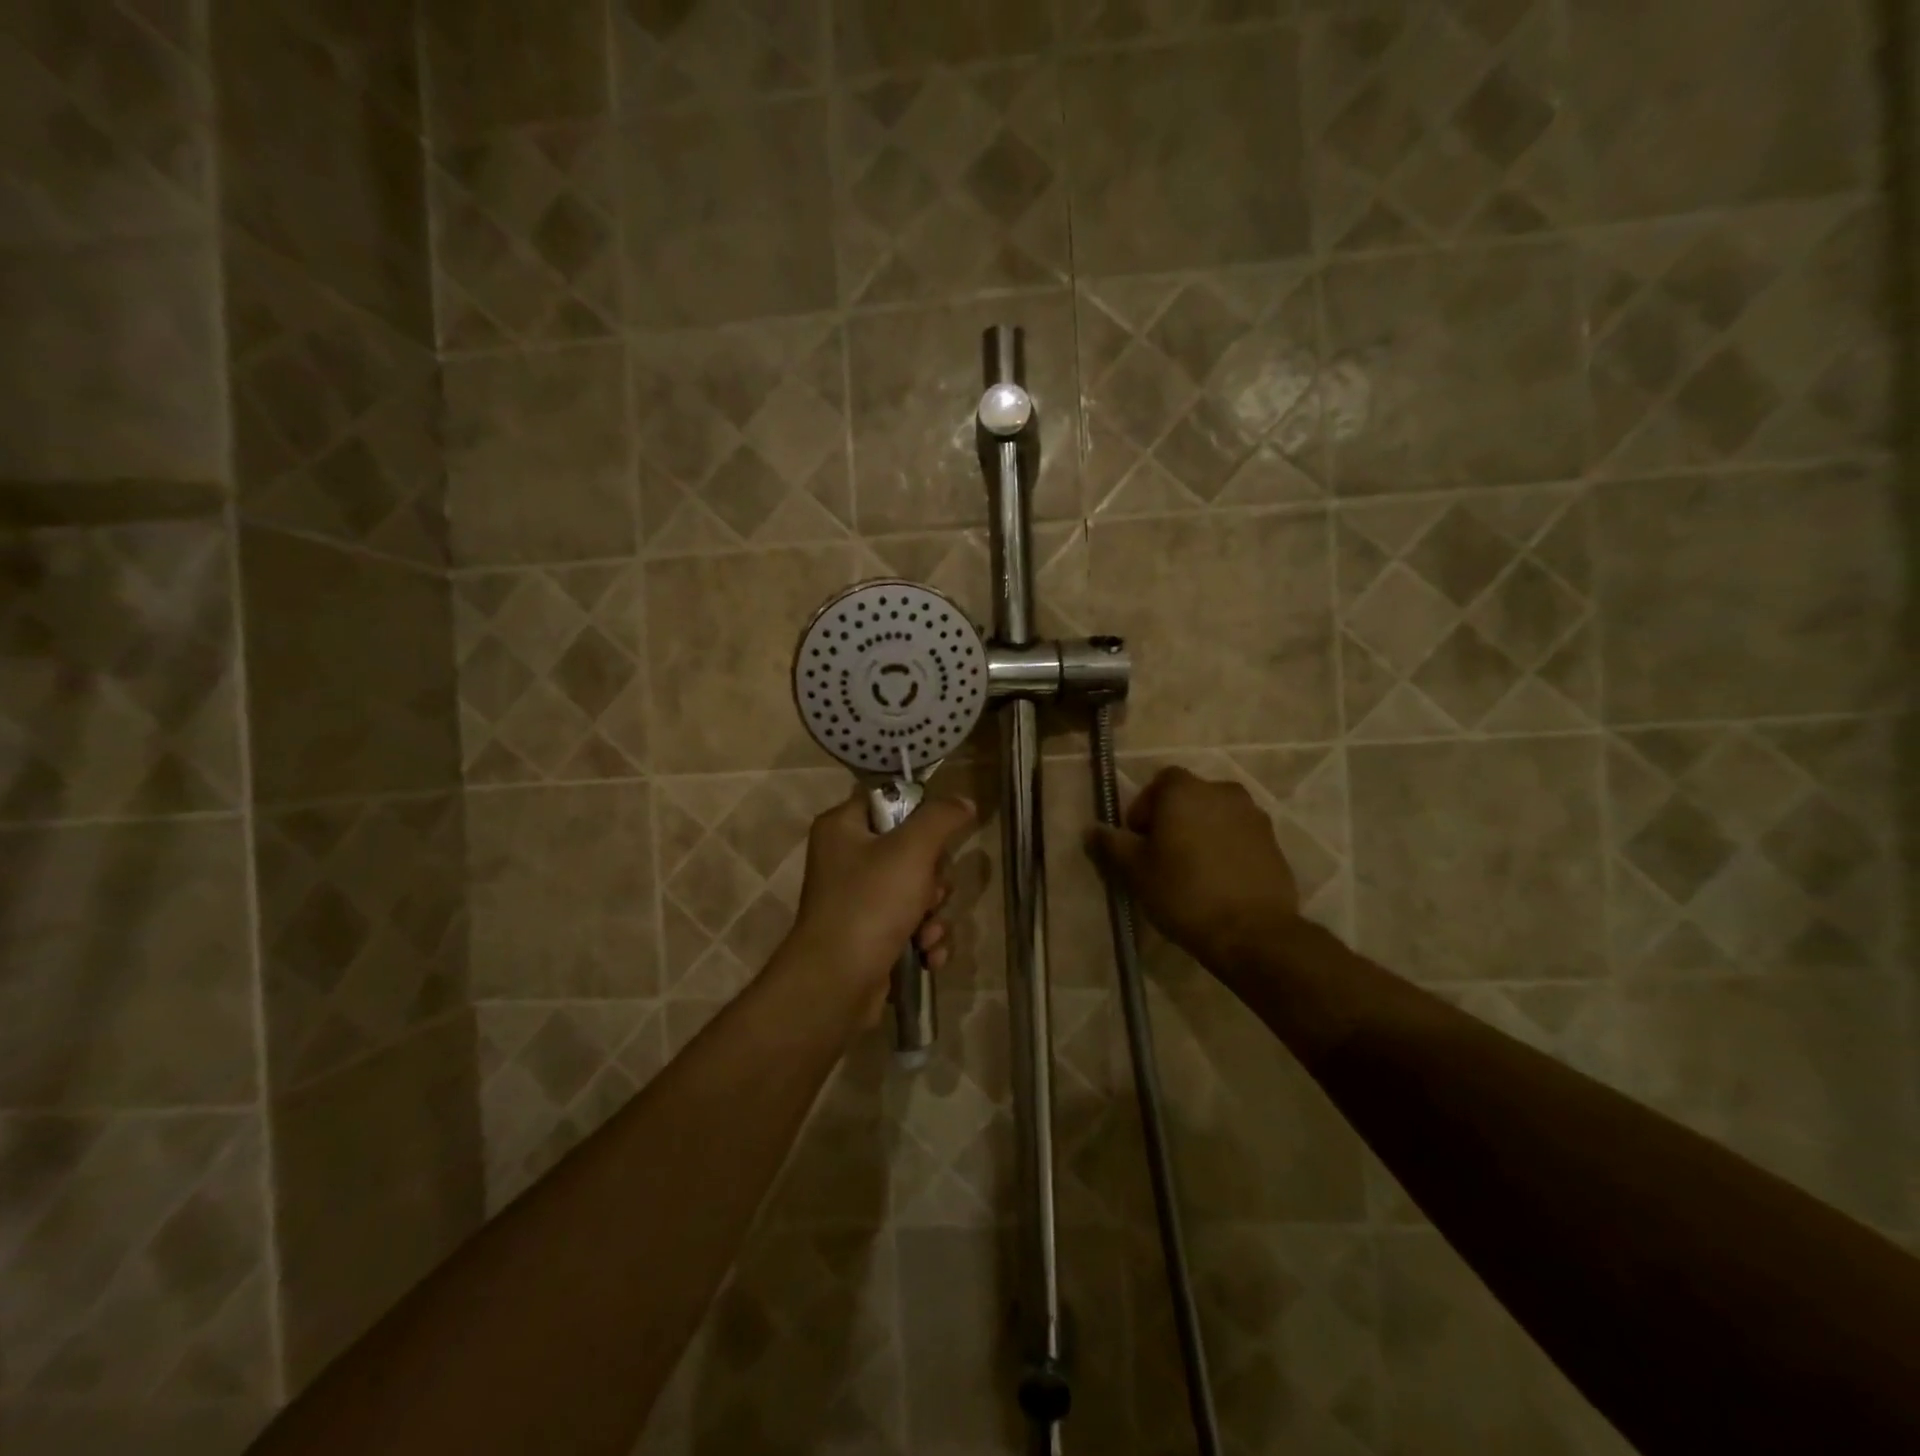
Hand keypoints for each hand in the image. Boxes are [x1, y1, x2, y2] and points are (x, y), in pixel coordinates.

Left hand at [780, 790, 977, 1023]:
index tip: (941, 835)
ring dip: (934, 914)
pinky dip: (925, 938)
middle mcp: (847, 858)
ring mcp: (858, 899)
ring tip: (927, 934)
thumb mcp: (912, 849)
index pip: (890, 800)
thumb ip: (941, 818)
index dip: (921, 815)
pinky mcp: (871, 934)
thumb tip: (964, 802)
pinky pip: (911, 924)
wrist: (836, 983)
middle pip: (912, 849)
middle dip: (934, 879)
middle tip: (929, 894)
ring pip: (918, 890)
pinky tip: (927, 955)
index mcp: (843, 827)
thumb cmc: (870, 903)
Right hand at [1087, 767, 1299, 967]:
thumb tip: (1092, 829)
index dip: (1144, 808)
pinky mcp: (1274, 843)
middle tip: (1161, 857)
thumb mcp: (1134, 870)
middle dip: (1173, 820)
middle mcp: (1223, 792)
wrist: (1252, 932)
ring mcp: (1254, 816)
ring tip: (1191, 871)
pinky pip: (1239, 837)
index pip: (1159, 783)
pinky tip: (1217, 882)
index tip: (1139, 841)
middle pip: (1189, 798)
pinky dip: (1226, 850)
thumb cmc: (1183, 892)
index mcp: (1185, 790)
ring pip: (1216, 817)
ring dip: (1201, 834)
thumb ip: (1111, 844)